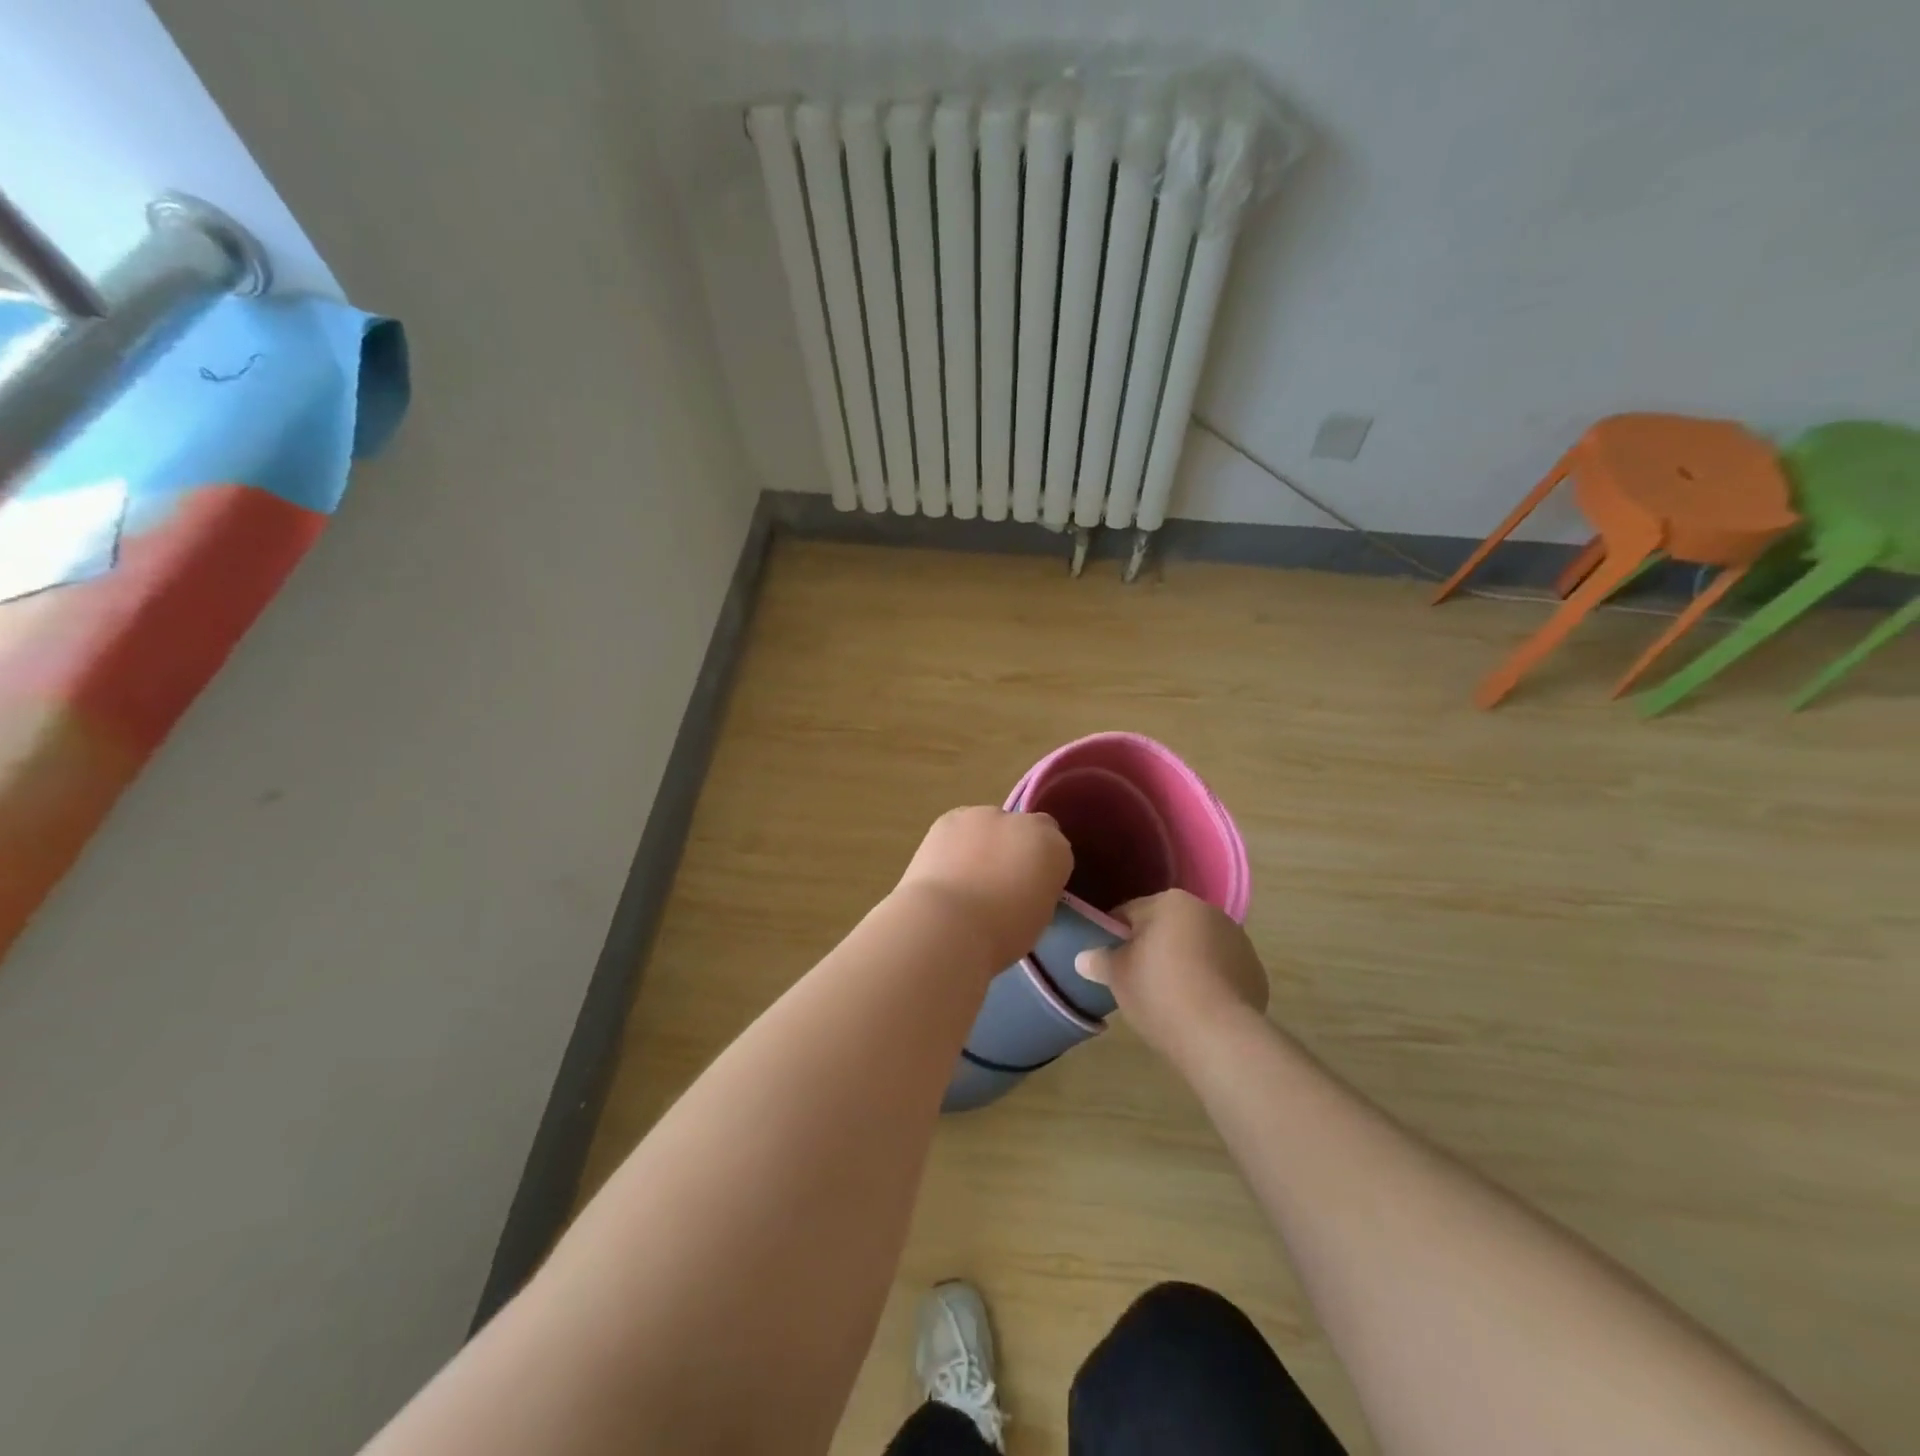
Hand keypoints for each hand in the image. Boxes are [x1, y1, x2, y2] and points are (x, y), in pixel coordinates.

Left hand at [893, 808, 1073, 971]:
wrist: (946, 923)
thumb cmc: (1001, 934)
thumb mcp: (1038, 918)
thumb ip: (1038, 890)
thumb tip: (1026, 885)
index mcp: (1054, 848)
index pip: (1057, 849)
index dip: (1043, 867)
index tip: (1031, 889)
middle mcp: (1022, 822)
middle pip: (1025, 829)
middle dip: (1015, 848)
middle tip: (998, 881)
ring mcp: (983, 815)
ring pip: (989, 825)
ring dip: (984, 842)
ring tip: (965, 876)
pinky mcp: (949, 817)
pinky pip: (959, 827)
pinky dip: (955, 843)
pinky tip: (944, 869)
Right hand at [1074, 890, 1269, 1059]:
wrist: (1219, 1036)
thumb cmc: (1159, 993)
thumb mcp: (1117, 976)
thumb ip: (1099, 960)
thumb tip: (1083, 957)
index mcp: (1171, 902)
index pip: (1130, 912)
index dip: (1114, 935)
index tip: (1108, 960)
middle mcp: (1208, 911)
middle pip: (1167, 926)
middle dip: (1152, 947)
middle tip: (1135, 979)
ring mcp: (1237, 940)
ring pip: (1197, 946)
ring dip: (1183, 962)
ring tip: (1169, 997)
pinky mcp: (1255, 972)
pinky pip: (1221, 970)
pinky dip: (1208, 981)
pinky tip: (1197, 1007)